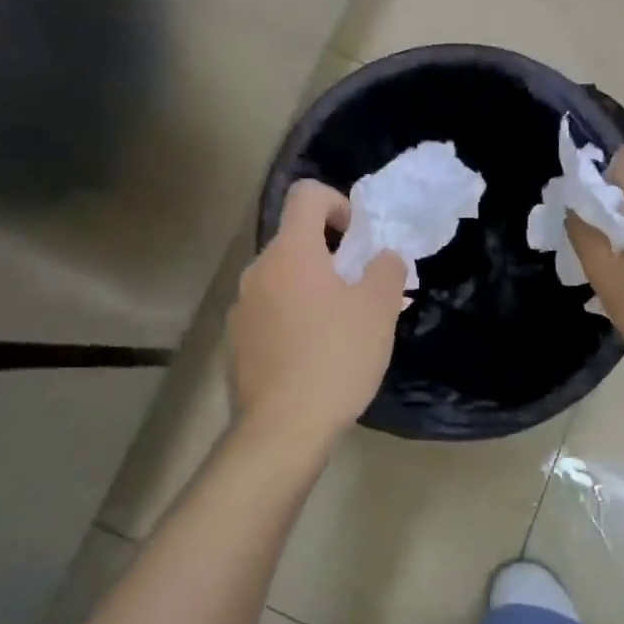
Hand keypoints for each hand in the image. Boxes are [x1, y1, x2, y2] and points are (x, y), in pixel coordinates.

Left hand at [229, 180, 406, 450]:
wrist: (282, 429)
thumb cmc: (336, 357)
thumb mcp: (378, 309)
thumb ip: (386, 269)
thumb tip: (382, 258)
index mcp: (291, 251)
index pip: (306, 195)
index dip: (337, 203)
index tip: (357, 239)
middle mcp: (258, 270)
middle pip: (296, 240)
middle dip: (331, 256)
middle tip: (361, 291)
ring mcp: (242, 307)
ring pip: (284, 279)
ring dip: (312, 289)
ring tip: (341, 328)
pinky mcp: (236, 341)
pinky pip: (270, 311)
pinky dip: (293, 317)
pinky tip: (313, 355)